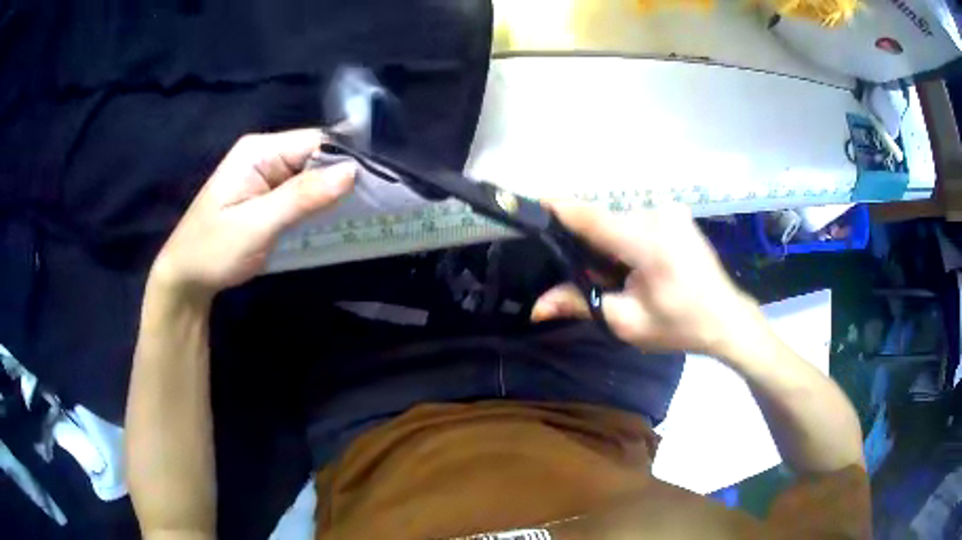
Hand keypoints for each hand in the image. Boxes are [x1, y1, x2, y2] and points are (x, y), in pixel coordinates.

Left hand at [151, 129, 355, 294]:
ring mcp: (265, 174)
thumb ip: (302, 197)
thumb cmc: (213, 251)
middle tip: (372, 204)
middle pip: (316, 155)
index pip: (315, 141)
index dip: (346, 158)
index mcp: (259, 151)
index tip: (375, 185)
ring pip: (311, 174)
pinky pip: (301, 191)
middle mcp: (264, 154)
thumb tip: (352, 170)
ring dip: (332, 193)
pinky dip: (318, 204)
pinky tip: (333, 219)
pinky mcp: (266, 194)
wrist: (185, 277)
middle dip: (342, 177)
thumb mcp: (257, 225)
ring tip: (359, 213)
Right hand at [531, 201, 764, 357]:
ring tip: (617, 276)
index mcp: (649, 243)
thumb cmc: (679, 325)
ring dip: (608, 243)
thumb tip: (536, 308)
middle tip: (587, 276)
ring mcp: (671, 211)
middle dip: (587, 244)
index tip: (531, 204)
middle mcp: (659, 215)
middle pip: (604, 221)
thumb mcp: (627, 322)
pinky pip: (637, 220)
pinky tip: (637, 265)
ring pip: (620, 221)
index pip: (593, 218)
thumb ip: (580, 304)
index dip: (560, 209)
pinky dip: (626, 238)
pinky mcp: (676, 213)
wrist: (726, 319)